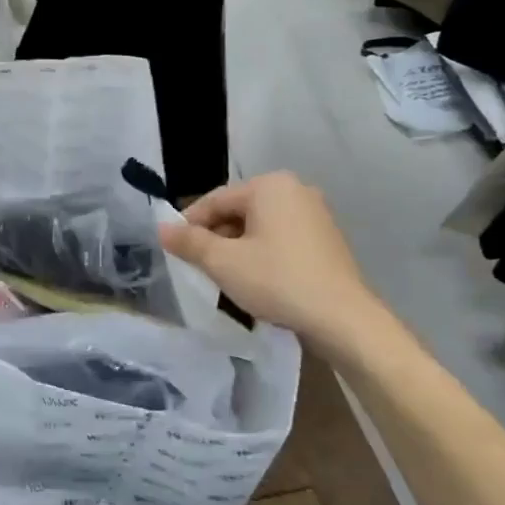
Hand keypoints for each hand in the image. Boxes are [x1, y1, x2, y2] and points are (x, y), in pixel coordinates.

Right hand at [158, 173, 379, 346]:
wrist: (342, 318)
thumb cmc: (277, 280)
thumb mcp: (223, 262)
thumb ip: (189, 242)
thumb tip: (161, 228)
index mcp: (270, 186)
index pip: (215, 200)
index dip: (189, 224)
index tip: (173, 249)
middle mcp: (295, 190)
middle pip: (238, 211)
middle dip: (215, 237)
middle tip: (197, 266)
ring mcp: (315, 214)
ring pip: (259, 226)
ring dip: (237, 248)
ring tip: (222, 276)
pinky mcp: (326, 239)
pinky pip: (281, 238)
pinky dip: (262, 253)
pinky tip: (254, 279)